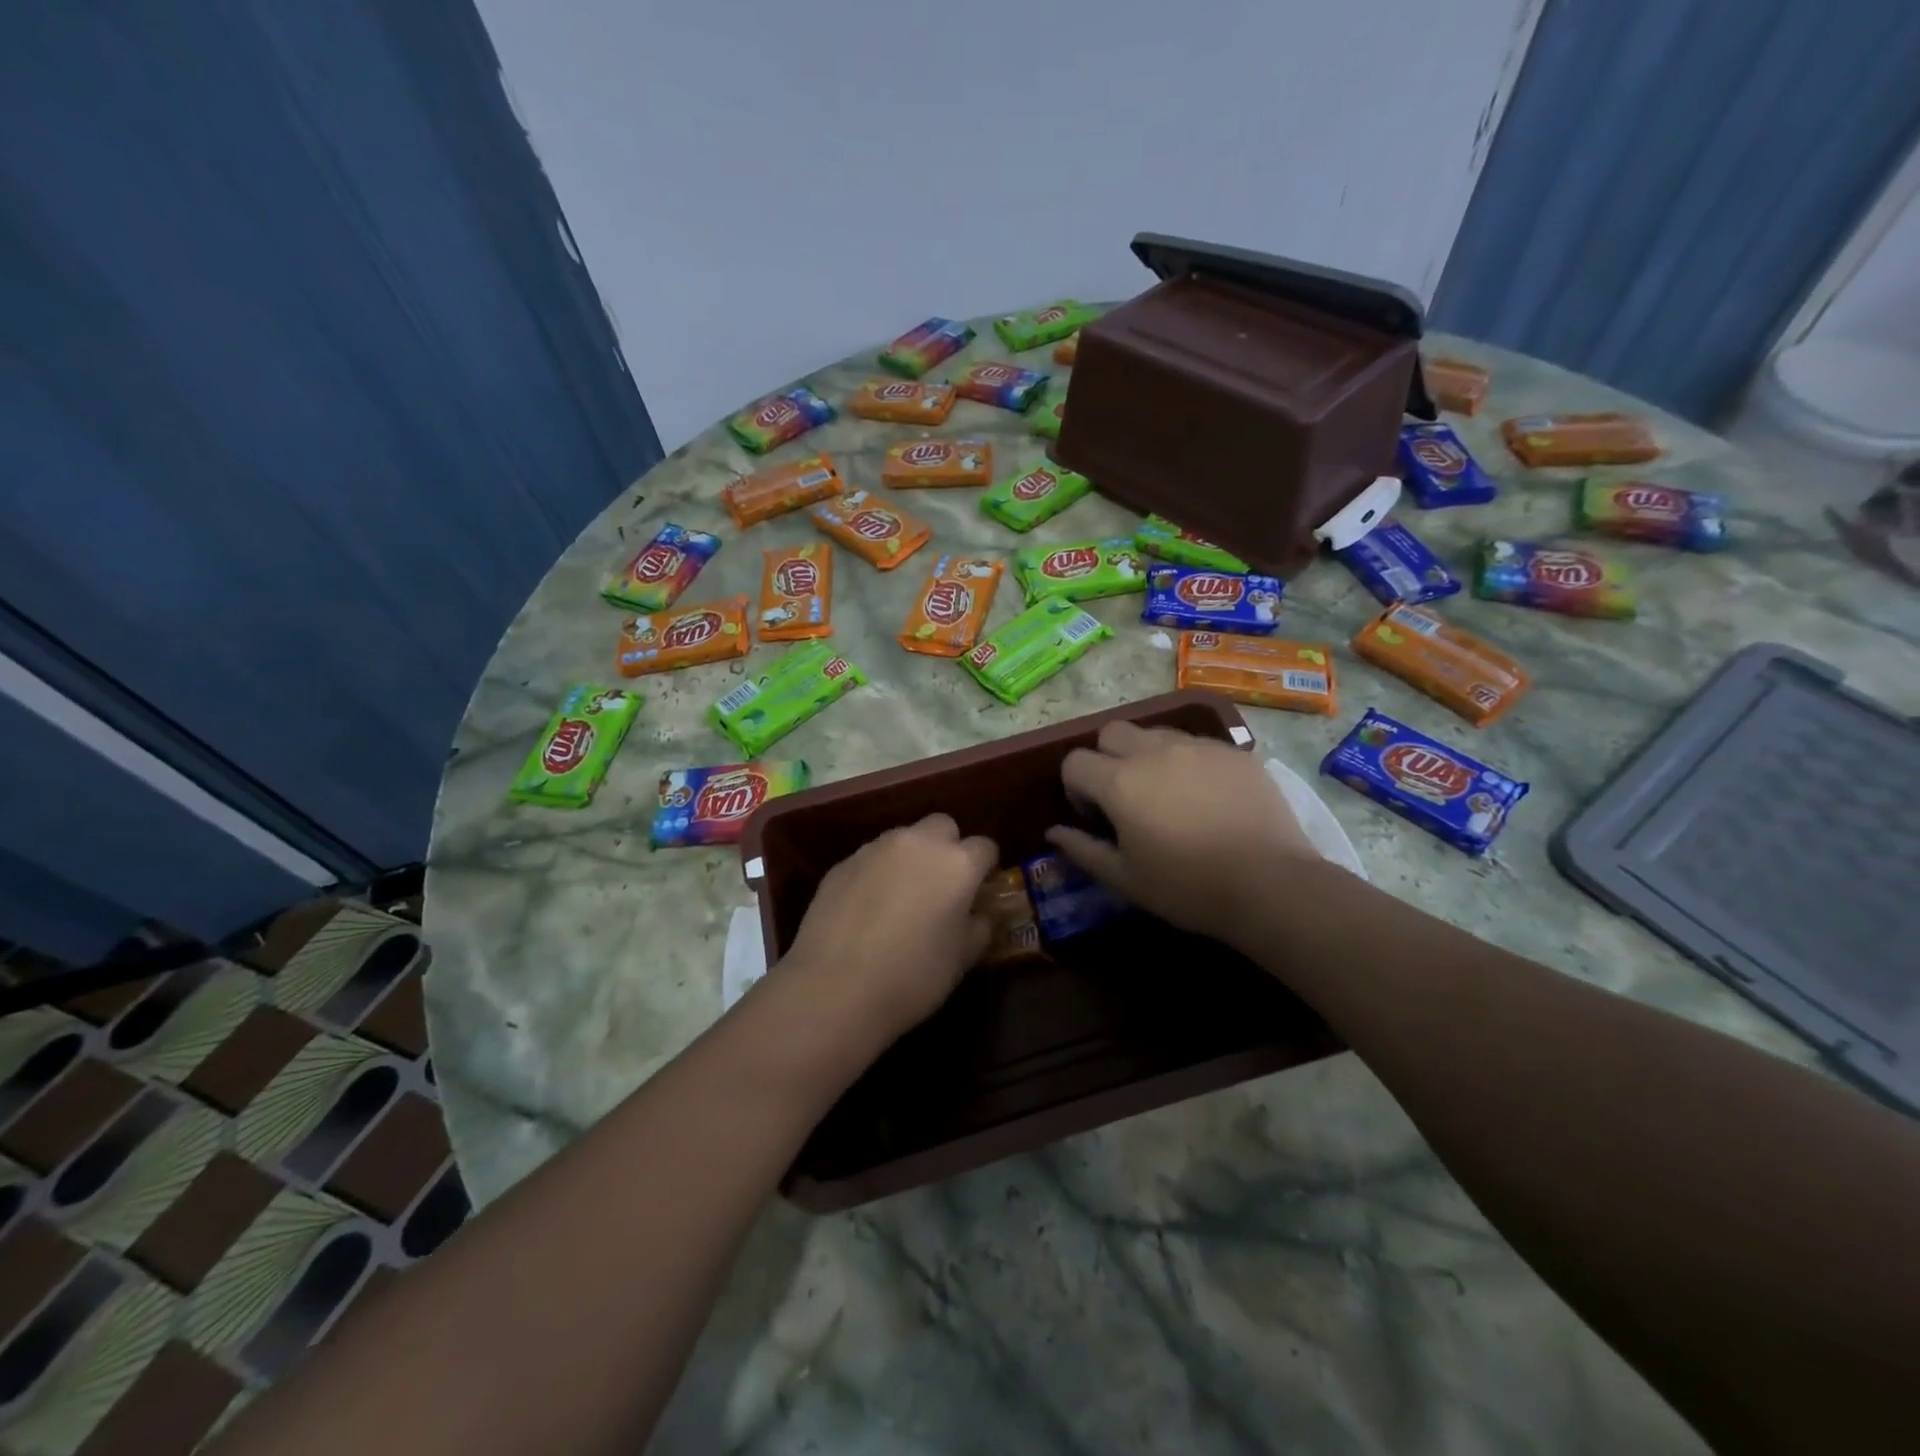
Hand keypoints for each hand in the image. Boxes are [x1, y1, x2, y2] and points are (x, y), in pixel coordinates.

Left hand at [782, 814, 996, 1044]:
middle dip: (948, 848)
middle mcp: (918, 843)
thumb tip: (978, 913)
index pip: (985, 847)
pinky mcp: (842, 863)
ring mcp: (876, 849)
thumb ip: (979, 926)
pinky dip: (877, 874)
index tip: (980, 891)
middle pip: (943, 827)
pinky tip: (868, 909)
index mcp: (957, 863)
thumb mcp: (962, 958)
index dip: (986, 868)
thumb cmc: (913, 976)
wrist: (835, 988)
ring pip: (904, 838)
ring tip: (902, 897)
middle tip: (942, 885)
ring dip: (911, 858)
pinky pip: (871, 858)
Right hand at [1047, 723, 1317, 943]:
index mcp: (1120, 782)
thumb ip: (1083, 850)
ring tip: (1166, 794)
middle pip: (1110, 732)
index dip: (1075, 788)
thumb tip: (1054, 832)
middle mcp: (1154, 751)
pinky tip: (1205, 797)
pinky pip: (1195, 744)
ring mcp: (1197, 747)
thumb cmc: (1188, 887)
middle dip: (1105, 758)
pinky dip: (1186, 762)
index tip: (1095, 817)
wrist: (1271, 884)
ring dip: (1145, 755)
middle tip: (1124, 797)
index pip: (1075, 761)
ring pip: (1154, 733)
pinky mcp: (1233, 752)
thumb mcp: (1125, 879)